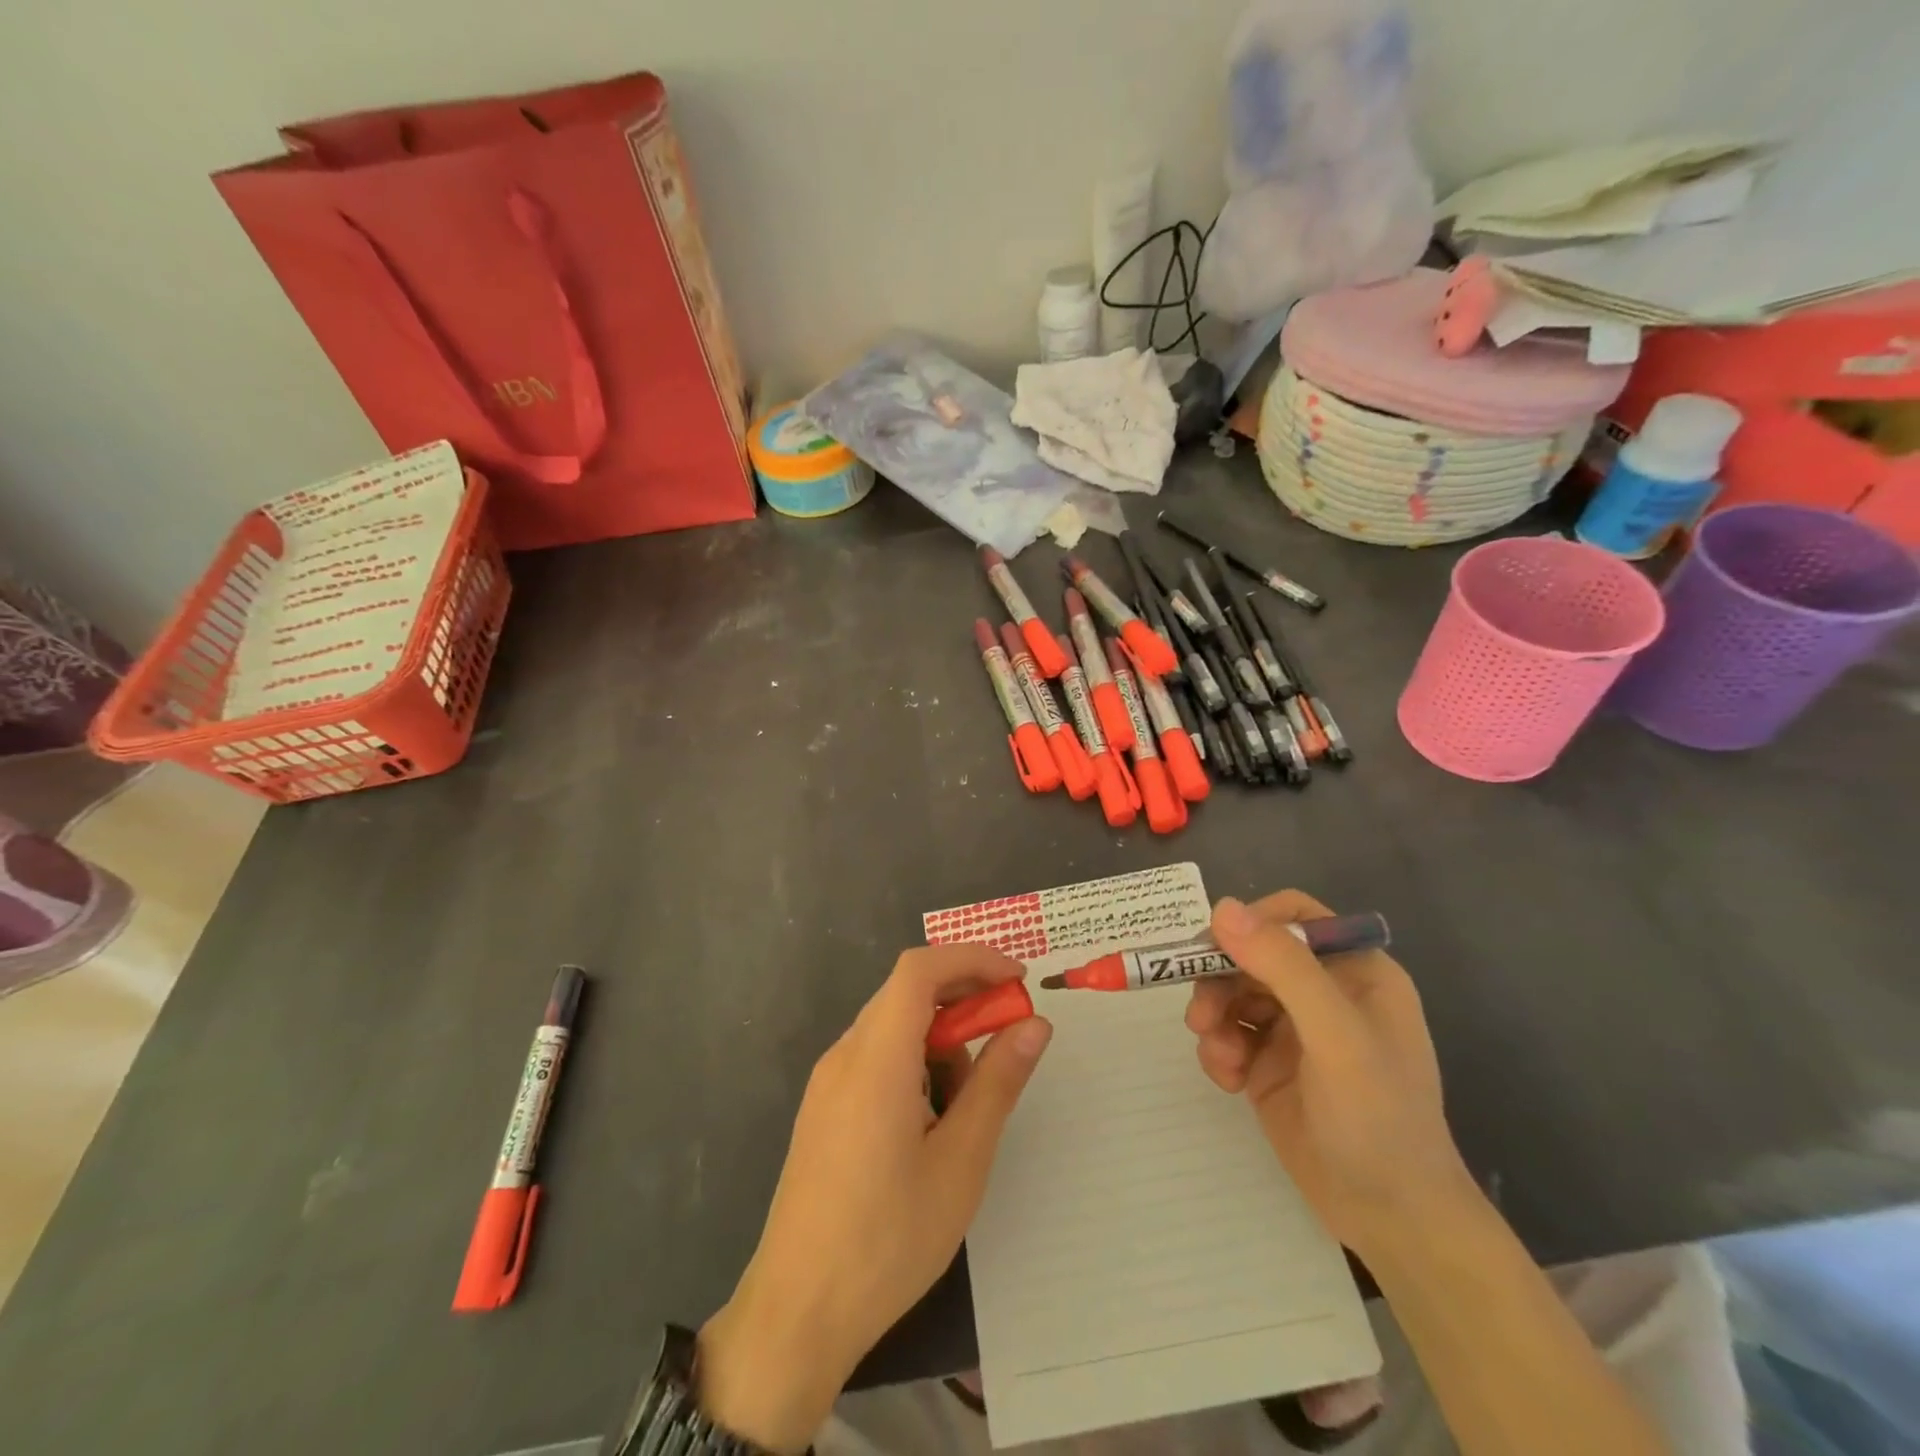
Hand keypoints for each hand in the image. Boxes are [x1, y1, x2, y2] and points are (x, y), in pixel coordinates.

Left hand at [699, 945, 1052, 1451]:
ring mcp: (828, 1082)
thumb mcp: (960, 1163)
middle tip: (1010, 1034)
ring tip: (970, 1103)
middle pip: (906, 993)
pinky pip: (875, 1057)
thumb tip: (1035, 1024)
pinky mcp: (823, 1108)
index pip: (919, 970)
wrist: (796, 1315)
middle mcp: (844, 1055)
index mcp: (875, 1059)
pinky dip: (915, 1062)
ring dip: (940, 1038)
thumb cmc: (886, 1241)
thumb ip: (997, 1083)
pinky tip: (933, 1122)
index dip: (971, 959)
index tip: (1018, 981)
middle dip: (964, 999)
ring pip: (893, 1026)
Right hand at [1186, 891, 1475, 1263]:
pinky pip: (1228, 1033)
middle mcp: (1323, 990)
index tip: (1216, 952)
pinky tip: (1228, 1080)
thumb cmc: (1378, 1117)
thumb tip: (1222, 907)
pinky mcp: (1269, 1063)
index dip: (1251, 924)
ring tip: (1219, 1056)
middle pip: (1251, 953)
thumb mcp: (1335, 1035)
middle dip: (1220, 980)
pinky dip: (1218, 1049)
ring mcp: (1294, 1028)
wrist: (1391, 1220)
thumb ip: (1283, 966)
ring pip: (1231, 992)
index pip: (1292, 916)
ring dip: (1214, 1017)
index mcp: (1354, 970)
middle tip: (1202, 1017)